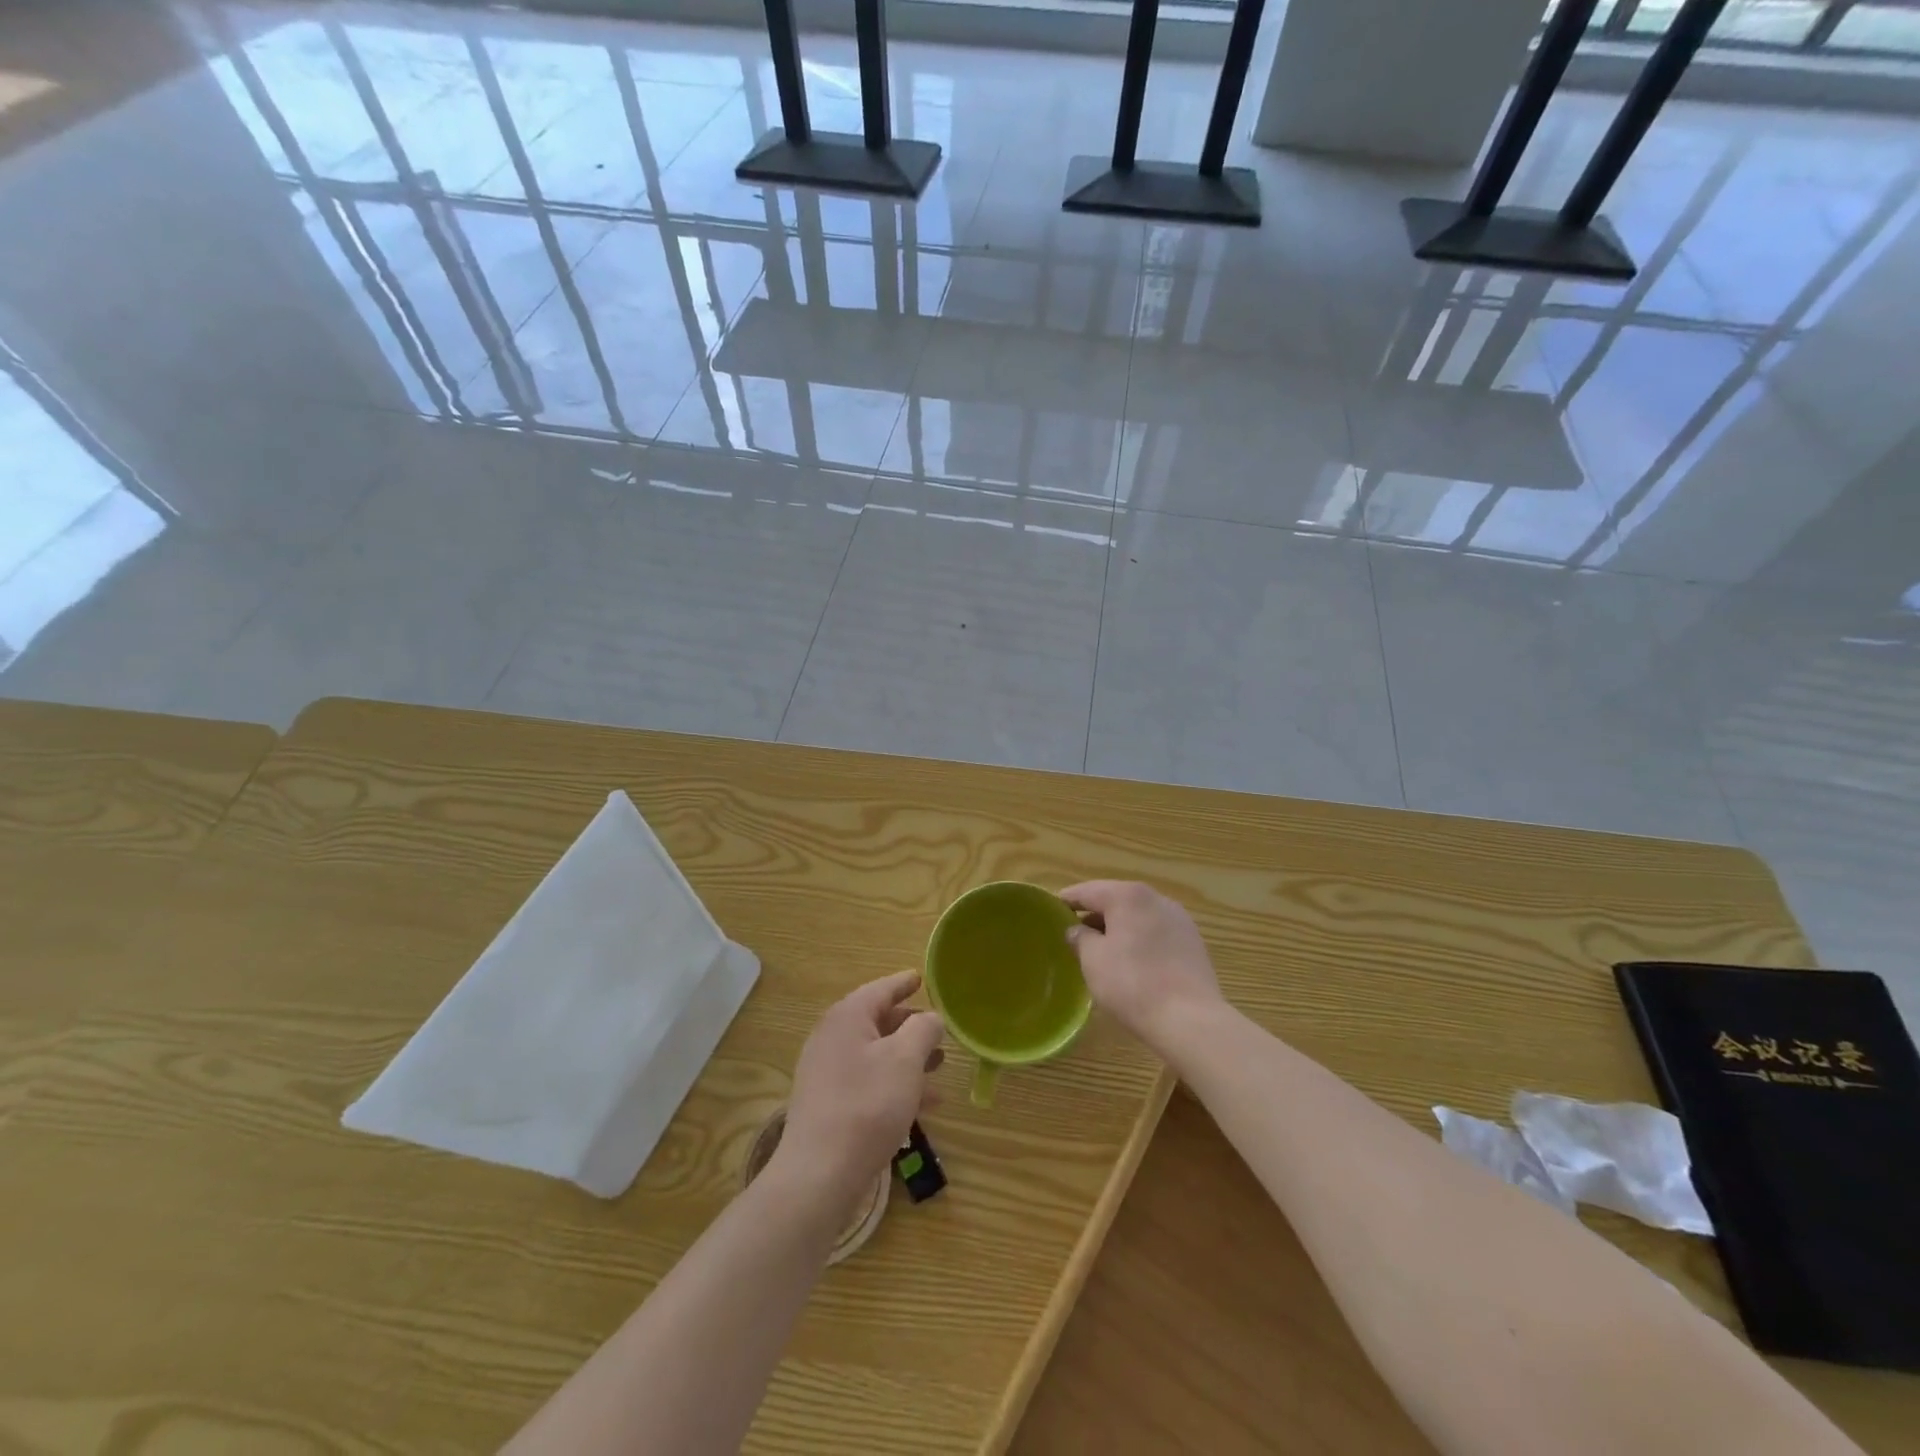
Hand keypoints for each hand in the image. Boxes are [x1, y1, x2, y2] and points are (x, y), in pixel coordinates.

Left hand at [776, 971, 945, 1218]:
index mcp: (847, 1017)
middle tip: (938, 1029)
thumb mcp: (905, 1060)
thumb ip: (923, 1030)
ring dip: (907, 1058)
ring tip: (939, 1067)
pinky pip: (868, 1082)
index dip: (904, 983)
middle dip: (910, 1026)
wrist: (819, 1174)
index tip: (921, 977)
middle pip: (877, 1021)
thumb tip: (930, 1018)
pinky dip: (895, 1084)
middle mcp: (832, 1038)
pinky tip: (923, 1104)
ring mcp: (827, 1073)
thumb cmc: (867, 1105)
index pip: (881, 989)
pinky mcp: (829, 1105)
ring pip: (876, 1055)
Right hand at [1061, 881, 1223, 1052]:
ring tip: (1101, 948)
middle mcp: (1155, 898)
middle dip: (1094, 914)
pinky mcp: (1192, 940)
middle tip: (1074, 932)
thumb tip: (1077, 929)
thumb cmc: (1133, 984)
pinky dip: (1140, 938)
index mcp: (1127, 896)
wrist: (1190, 1019)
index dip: (1067, 900)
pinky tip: (1132, 959)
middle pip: (1115, 899)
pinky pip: (1156, 931)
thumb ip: (1080, 938)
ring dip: (1118, 926)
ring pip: (1138, 915)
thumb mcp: (1093, 961)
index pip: (1088, 891)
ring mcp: (1178, 918)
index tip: (1051, 910)